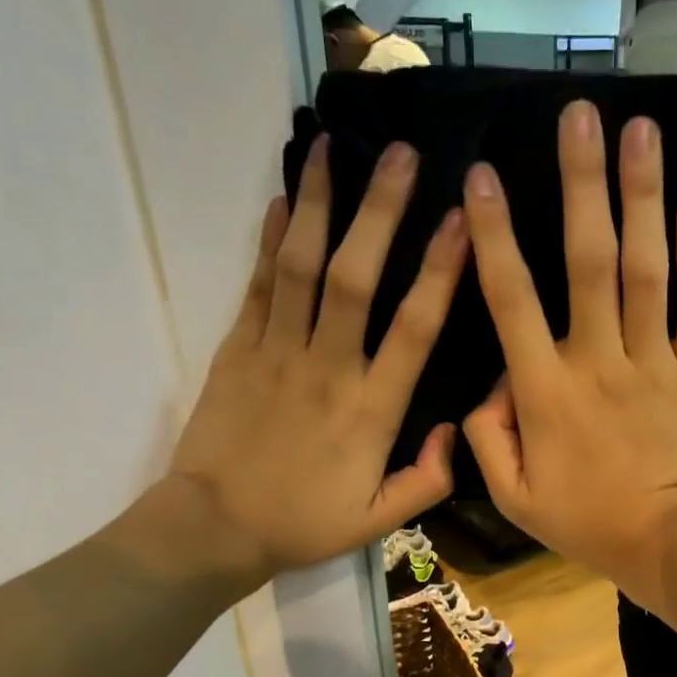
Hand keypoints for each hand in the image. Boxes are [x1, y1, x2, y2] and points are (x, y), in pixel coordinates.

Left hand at [159, 137, 465, 583]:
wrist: (214, 528)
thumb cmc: (303, 524)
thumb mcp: (379, 522)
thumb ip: (427, 481)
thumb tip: (459, 431)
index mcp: (371, 410)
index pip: (414, 329)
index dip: (441, 271)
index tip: (462, 221)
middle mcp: (328, 367)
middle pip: (357, 277)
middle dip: (380, 211)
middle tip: (401, 153)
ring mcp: (276, 352)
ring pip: (301, 267)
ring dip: (320, 204)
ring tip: (331, 147)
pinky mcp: (237, 349)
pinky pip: (257, 285)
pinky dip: (270, 239)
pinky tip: (284, 198)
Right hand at [462, 102, 676, 606]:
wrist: (669, 545)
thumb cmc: (586, 523)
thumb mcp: (513, 497)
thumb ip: (485, 440)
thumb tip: (485, 389)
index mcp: (545, 390)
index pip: (510, 299)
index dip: (492, 235)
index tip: (480, 175)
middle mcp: (598, 360)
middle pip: (587, 260)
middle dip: (580, 183)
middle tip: (578, 113)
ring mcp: (654, 362)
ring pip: (646, 268)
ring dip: (641, 196)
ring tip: (639, 128)